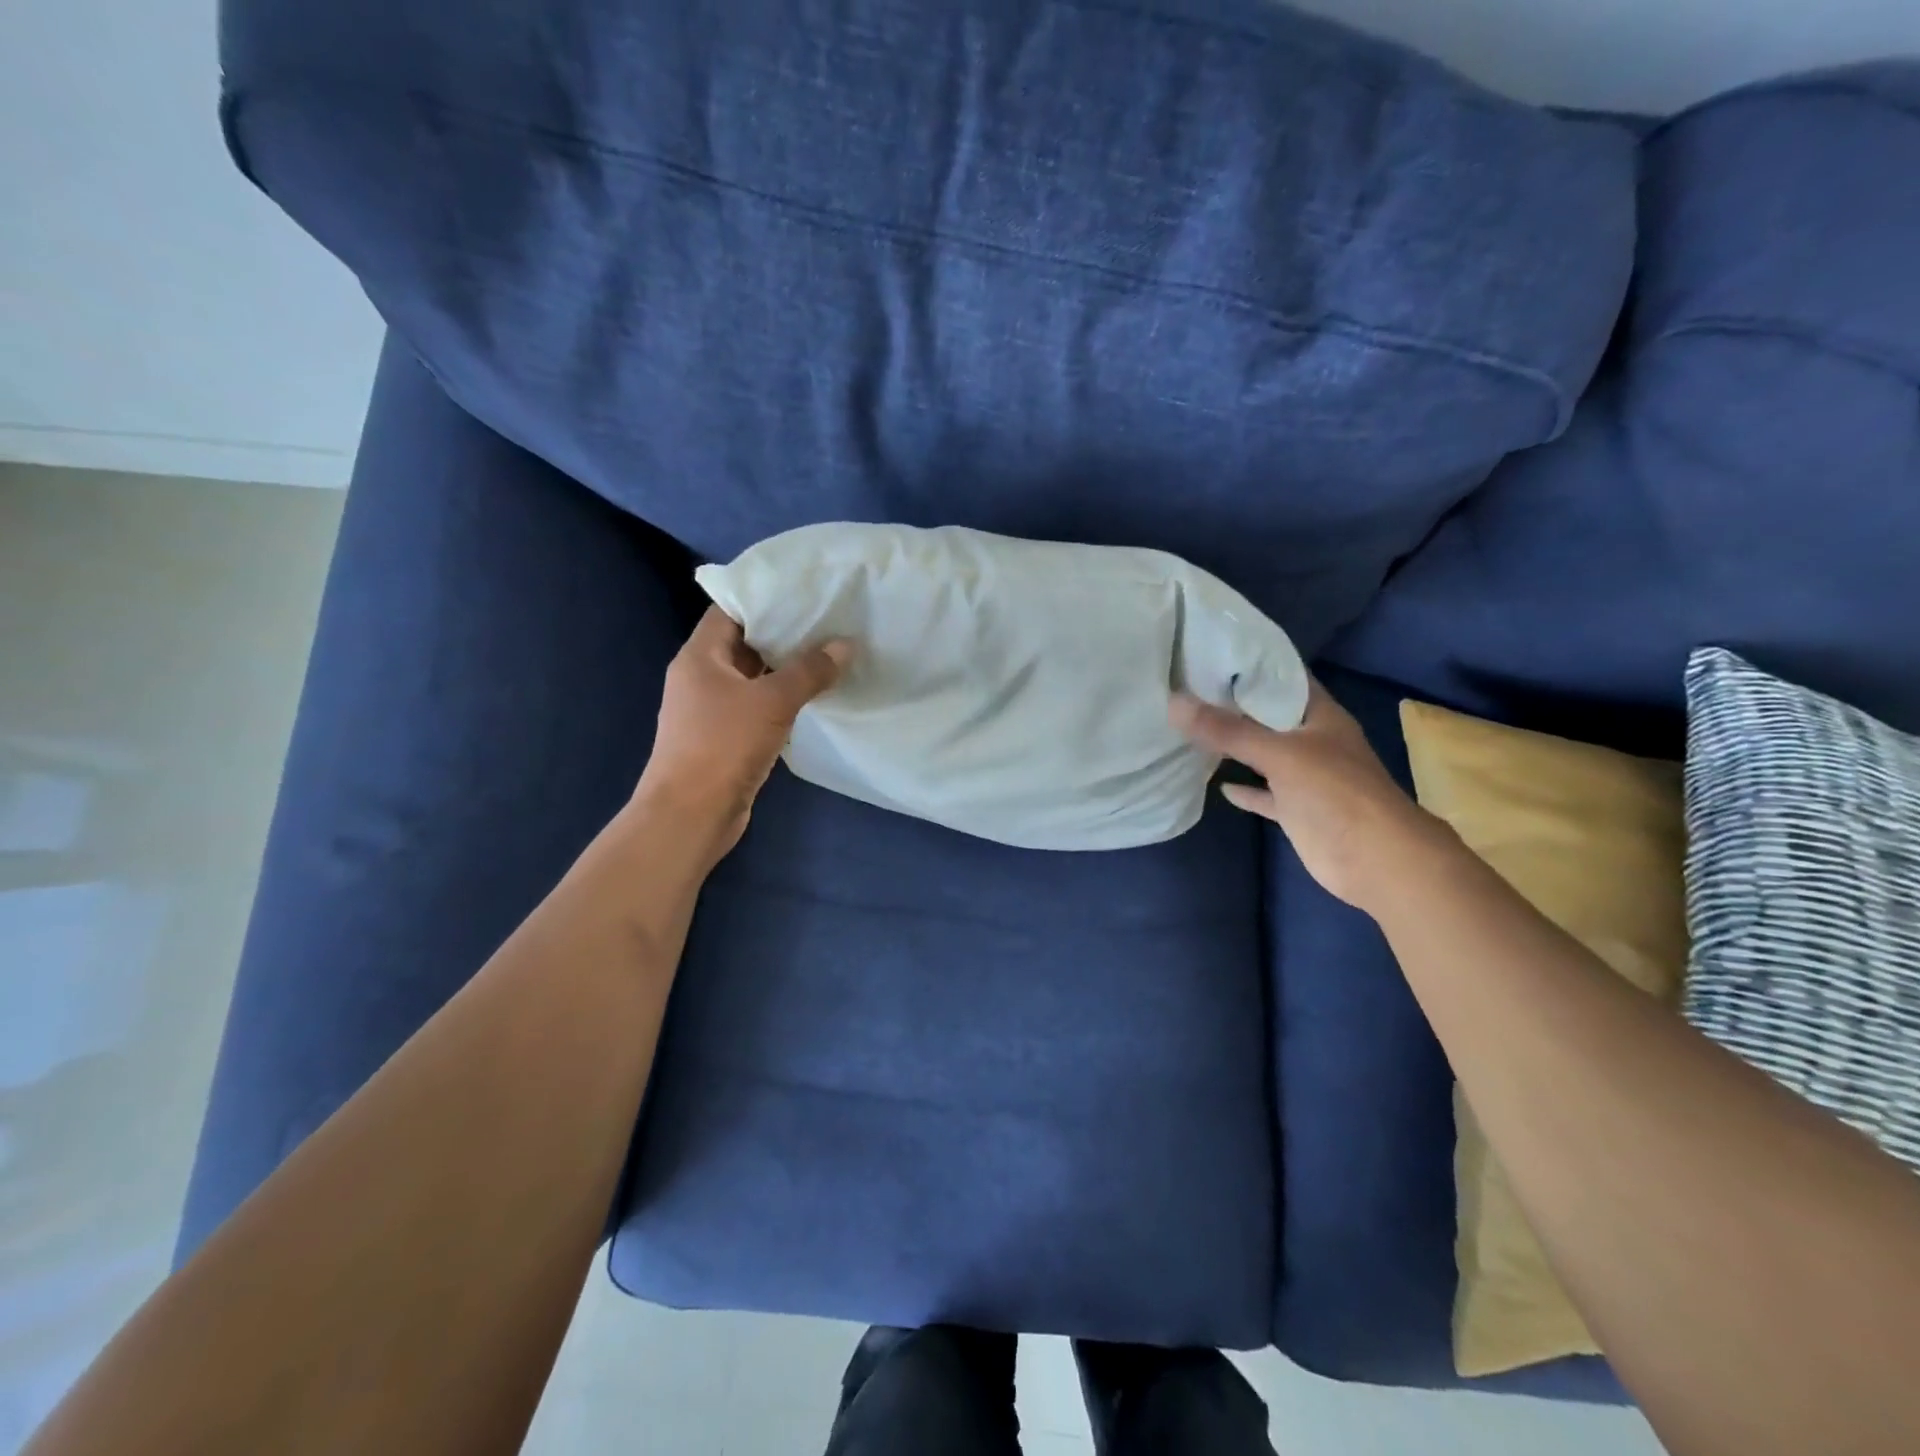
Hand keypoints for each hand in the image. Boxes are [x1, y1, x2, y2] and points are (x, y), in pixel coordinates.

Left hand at [636, 606, 851, 855]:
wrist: (691, 815)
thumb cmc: (723, 746)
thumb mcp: (772, 702)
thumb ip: (810, 671)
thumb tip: (845, 645)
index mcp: (700, 657)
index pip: (730, 611)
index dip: (765, 598)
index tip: (804, 591)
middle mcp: (701, 677)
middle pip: (744, 644)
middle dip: (784, 634)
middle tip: (828, 621)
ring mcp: (712, 710)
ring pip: (754, 678)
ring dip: (786, 670)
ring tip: (829, 654)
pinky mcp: (726, 738)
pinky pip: (758, 707)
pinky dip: (783, 700)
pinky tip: (815, 697)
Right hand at [1170, 678, 1439, 910]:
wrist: (1376, 860)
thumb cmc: (1336, 793)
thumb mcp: (1280, 754)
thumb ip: (1227, 731)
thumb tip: (1174, 702)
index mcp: (1319, 715)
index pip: (1283, 677)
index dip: (1250, 663)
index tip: (1209, 652)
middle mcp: (1312, 740)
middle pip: (1268, 715)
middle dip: (1233, 703)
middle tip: (1187, 687)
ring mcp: (1305, 777)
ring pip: (1263, 754)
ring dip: (1234, 745)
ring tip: (1191, 727)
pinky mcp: (1296, 809)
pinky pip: (1264, 794)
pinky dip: (1243, 790)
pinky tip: (1216, 783)